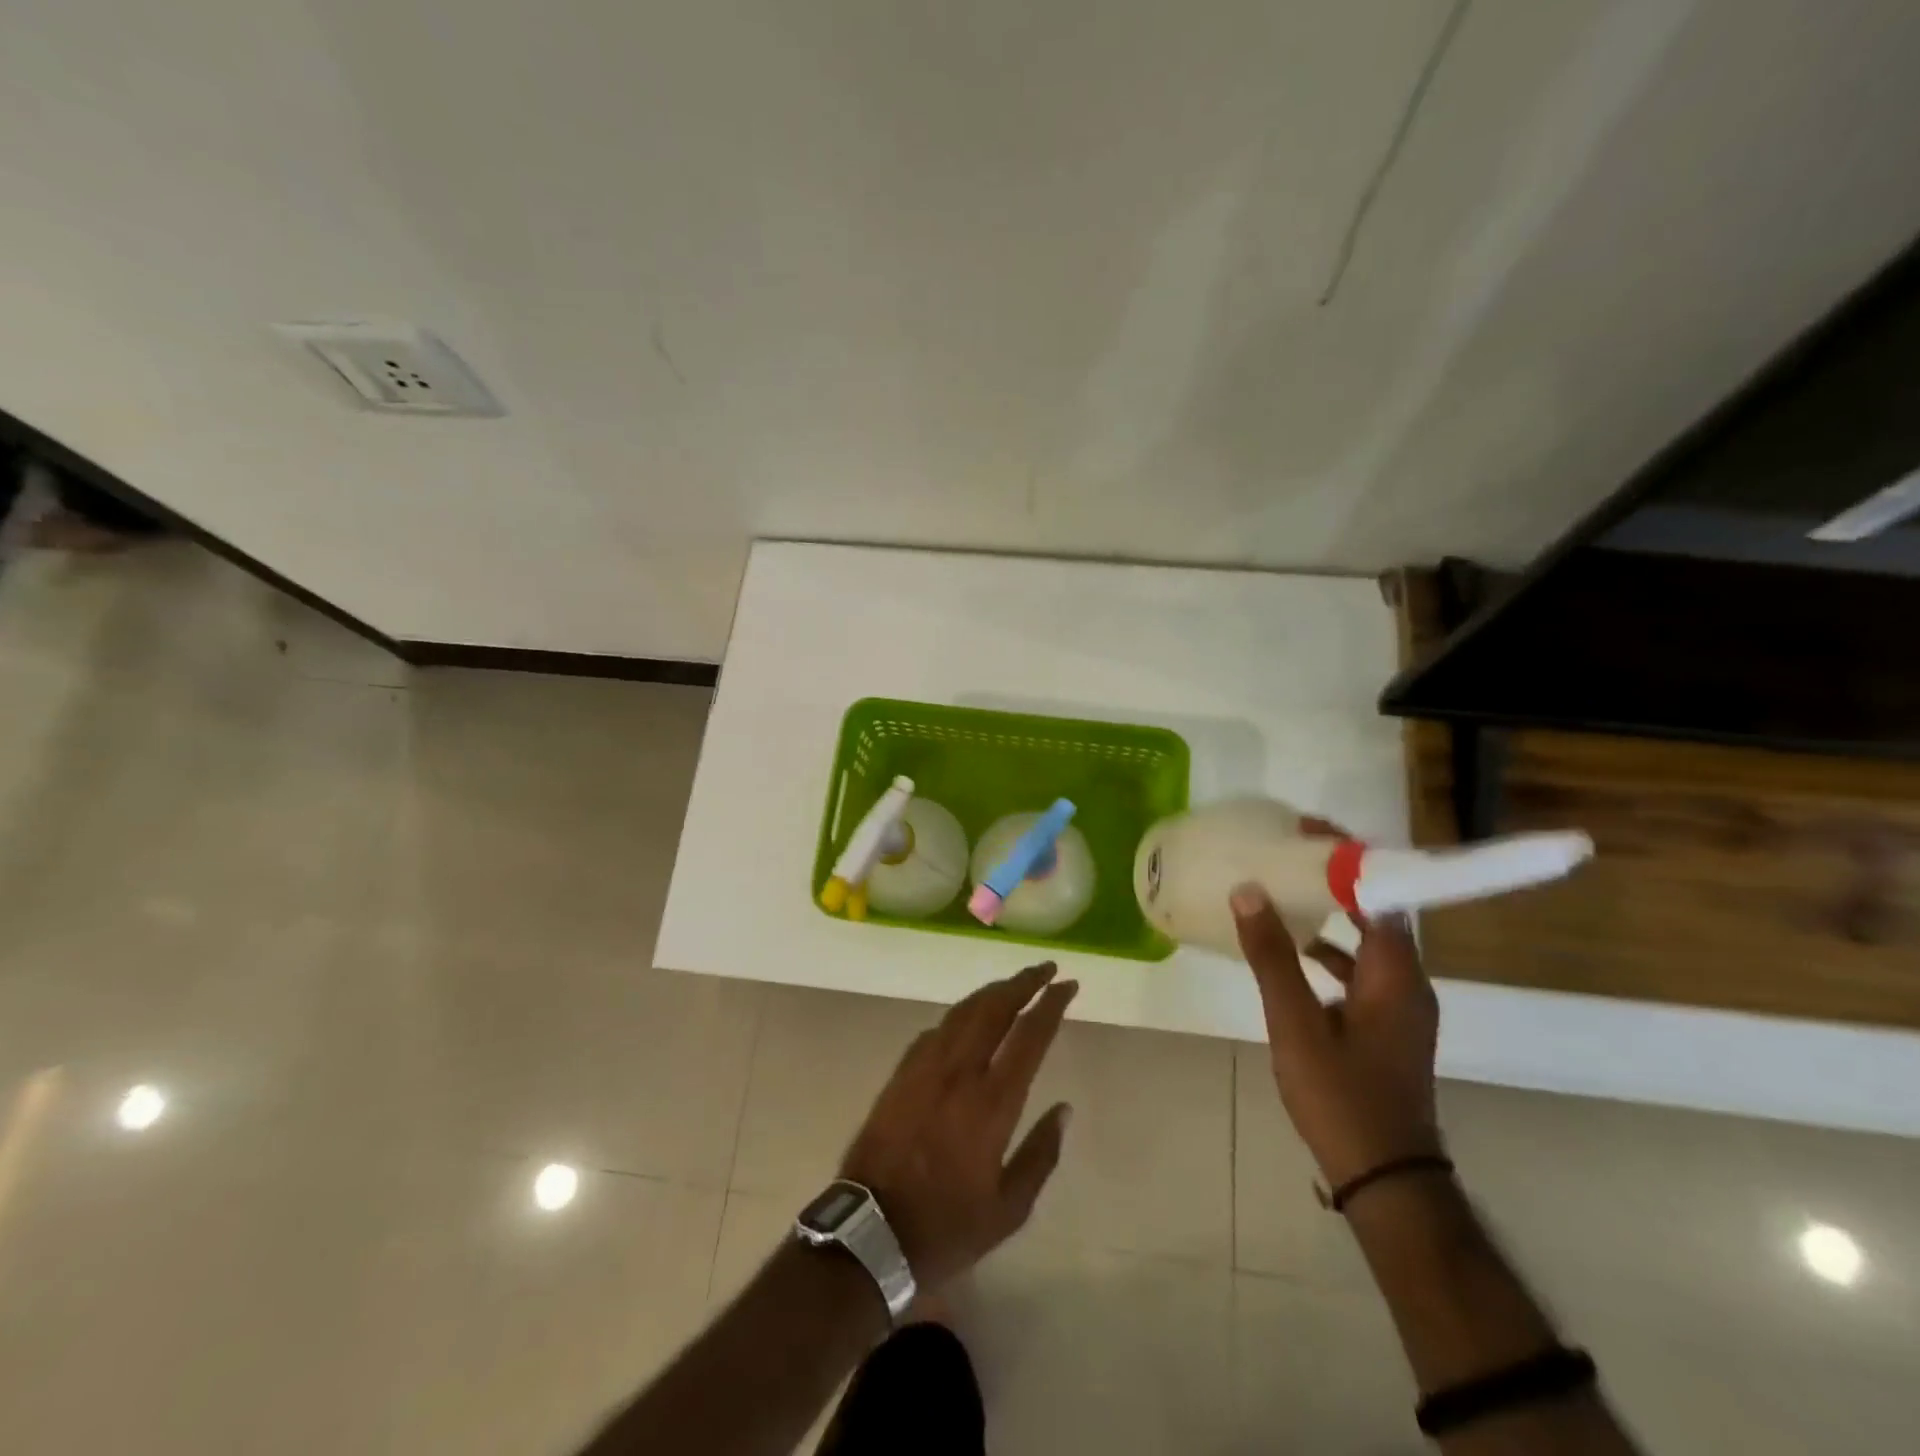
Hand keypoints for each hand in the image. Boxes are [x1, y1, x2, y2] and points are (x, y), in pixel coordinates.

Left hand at [840, 962, 1076, 1291]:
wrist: (870, 1232)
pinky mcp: (901, 1073)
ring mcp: (925, 1068)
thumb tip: (1064, 1108)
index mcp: (992, 1103)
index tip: (1067, 985)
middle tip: (1045, 969)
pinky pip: (936, 1030)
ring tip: (1013, 984)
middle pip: (994, 1008)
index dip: (1051, 1004)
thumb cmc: (946, 1227)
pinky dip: (960, 1015)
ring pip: (963, 1011)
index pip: (1029, 1036)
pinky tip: (968, 1018)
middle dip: (1023, 982)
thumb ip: (1040, 1155)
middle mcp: (959, 1072)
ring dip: (992, 992)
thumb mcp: (1008, 1209)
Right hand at [1232, 884, 1441, 1188]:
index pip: (1379, 893)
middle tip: (1287, 855)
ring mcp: (1399, 1007)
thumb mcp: (1296, 1023)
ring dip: (1330, 917)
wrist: (1385, 1178)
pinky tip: (1292, 958)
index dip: (1347, 858)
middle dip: (1336, 880)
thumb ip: (1272, 955)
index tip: (1306, 832)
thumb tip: (1249, 889)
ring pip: (1365, 943)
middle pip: (1375, 912)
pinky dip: (1329, 954)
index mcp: (1394, 973)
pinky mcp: (1386, 1028)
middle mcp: (1407, 982)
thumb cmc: (1342, 1095)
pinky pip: (1359, 972)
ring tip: (1283, 895)